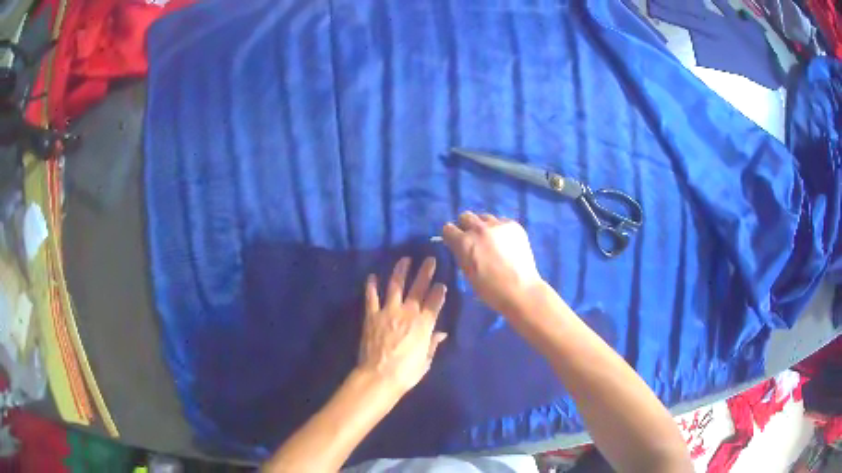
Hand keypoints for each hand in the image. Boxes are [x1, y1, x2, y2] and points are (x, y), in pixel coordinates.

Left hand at [357, 257, 447, 393]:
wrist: (379, 376)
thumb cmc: (406, 372)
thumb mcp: (426, 360)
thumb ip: (432, 343)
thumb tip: (441, 333)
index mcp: (424, 324)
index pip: (435, 302)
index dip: (439, 291)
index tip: (442, 282)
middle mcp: (408, 313)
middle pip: (419, 288)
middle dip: (425, 272)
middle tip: (430, 259)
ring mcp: (388, 311)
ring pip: (396, 285)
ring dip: (401, 271)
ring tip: (405, 259)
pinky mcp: (372, 315)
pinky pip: (371, 296)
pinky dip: (371, 286)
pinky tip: (372, 276)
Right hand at [442, 211, 544, 314]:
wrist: (521, 290)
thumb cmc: (490, 289)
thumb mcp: (467, 273)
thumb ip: (460, 254)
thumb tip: (458, 245)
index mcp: (464, 242)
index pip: (448, 228)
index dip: (451, 236)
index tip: (455, 242)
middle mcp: (479, 228)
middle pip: (465, 216)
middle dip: (465, 226)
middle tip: (473, 239)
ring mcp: (498, 225)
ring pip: (484, 217)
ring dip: (483, 226)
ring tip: (490, 240)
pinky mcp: (514, 225)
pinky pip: (501, 221)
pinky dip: (499, 229)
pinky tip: (505, 242)